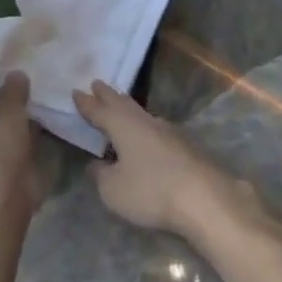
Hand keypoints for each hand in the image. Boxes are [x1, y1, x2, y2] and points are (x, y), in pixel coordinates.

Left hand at [0, 71, 45, 211]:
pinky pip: (11, 148)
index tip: (4, 74)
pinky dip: (23, 140)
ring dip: (14, 122)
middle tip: (23, 87)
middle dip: (1, 102)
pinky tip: (41, 126)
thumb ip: (13, 87)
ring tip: (36, 103)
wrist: (6, 195)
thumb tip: (16, 75)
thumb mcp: (8, 106)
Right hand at [72, 81, 252, 240]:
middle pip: (123, 104)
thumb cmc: (151, 190)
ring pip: (141, 113)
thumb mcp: (113, 190)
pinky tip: (147, 131)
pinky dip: (144, 125)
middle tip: (97, 83)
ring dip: (127, 107)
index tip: (76, 91)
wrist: (205, 198)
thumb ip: (101, 175)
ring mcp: (168, 132)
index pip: (100, 111)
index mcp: (123, 126)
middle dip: (108, 95)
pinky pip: (156, 128)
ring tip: (120, 104)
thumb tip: (96, 164)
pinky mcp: (185, 146)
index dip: (87, 104)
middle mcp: (144, 121)